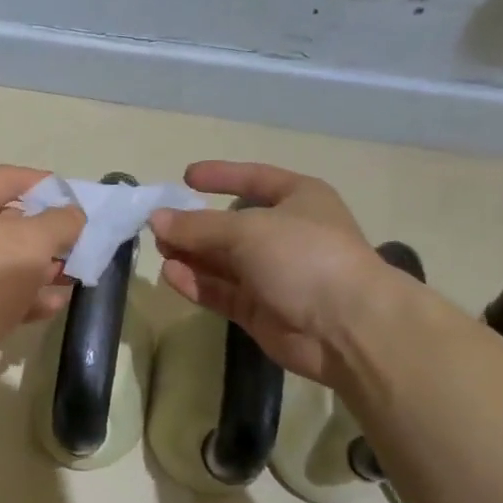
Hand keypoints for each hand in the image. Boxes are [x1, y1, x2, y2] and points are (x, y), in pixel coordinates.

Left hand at [0, 166, 85, 359]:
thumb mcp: (36, 239)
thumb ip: (61, 221)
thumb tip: (73, 215)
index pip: (11, 177)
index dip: (45, 184)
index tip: (75, 200)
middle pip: (11, 221)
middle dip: (48, 233)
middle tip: (77, 243)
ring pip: (8, 259)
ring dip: (42, 268)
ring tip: (72, 277)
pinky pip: (1, 291)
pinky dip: (27, 295)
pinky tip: (54, 304)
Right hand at [150, 161, 392, 386]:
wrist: (345, 326)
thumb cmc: (304, 256)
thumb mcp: (247, 229)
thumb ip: (197, 225)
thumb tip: (156, 219)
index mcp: (298, 199)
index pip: (255, 179)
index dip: (222, 176)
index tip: (186, 177)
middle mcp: (286, 234)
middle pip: (231, 224)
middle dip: (196, 224)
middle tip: (159, 225)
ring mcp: (272, 275)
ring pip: (222, 260)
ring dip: (191, 254)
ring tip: (160, 249)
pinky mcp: (259, 309)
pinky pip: (221, 290)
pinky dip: (196, 282)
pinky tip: (170, 274)